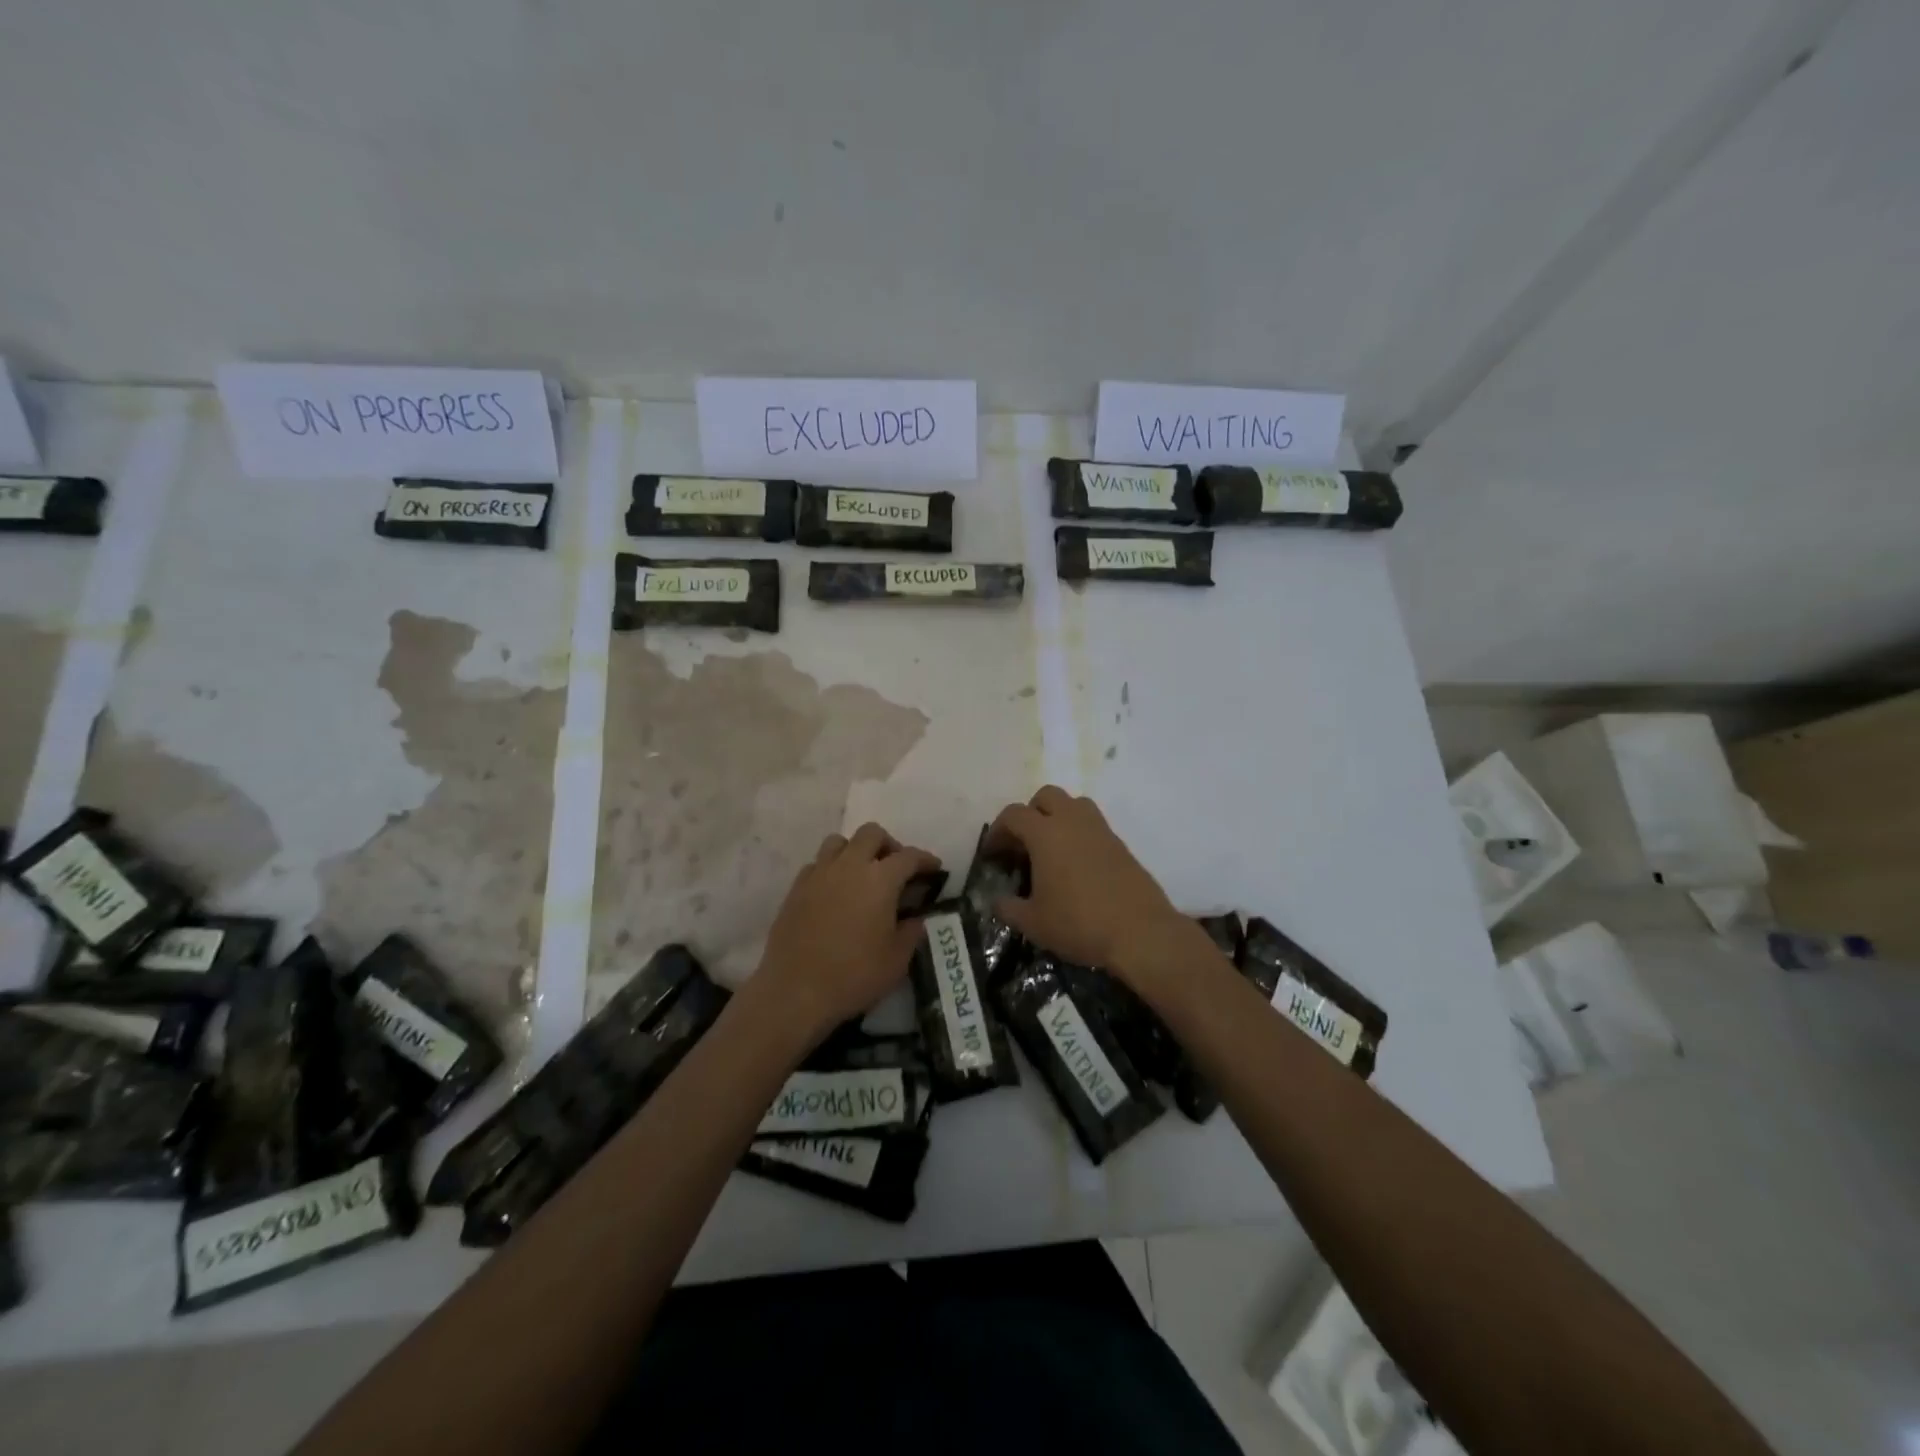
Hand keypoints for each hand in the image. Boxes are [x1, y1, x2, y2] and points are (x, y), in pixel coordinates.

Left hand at [751, 823, 938, 1044]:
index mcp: (880, 879)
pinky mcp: (796, 888)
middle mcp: (849, 866)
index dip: (925, 859)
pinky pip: (817, 864)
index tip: (934, 869)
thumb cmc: (854, 975)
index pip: (909, 856)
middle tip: (896, 869)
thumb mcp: (897, 960)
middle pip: (872, 834)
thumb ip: (911, 932)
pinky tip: (835, 893)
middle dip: (889, 845)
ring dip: (856, 851)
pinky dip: (831, 870)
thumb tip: (916, 919)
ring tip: (862, 876)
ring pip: (839, 842)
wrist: (795, 991)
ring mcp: (819, 874)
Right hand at [986, 786, 1193, 981]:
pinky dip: (1078, 834)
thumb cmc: (1079, 923)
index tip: (992, 854)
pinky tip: (1076, 866)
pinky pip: (1092, 825)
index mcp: (1046, 833)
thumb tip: (997, 901)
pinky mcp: (1120, 844)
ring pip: (1074, 805)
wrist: (1140, 932)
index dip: (997, 831)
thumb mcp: (1033, 923)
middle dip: (1030, 814)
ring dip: (1057, 818)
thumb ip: (1008, 908)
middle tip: (1022, 845)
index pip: (1013, 814)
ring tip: (1050, 850)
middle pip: (1046, 796)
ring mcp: (1100, 830)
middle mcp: (1073, 821)